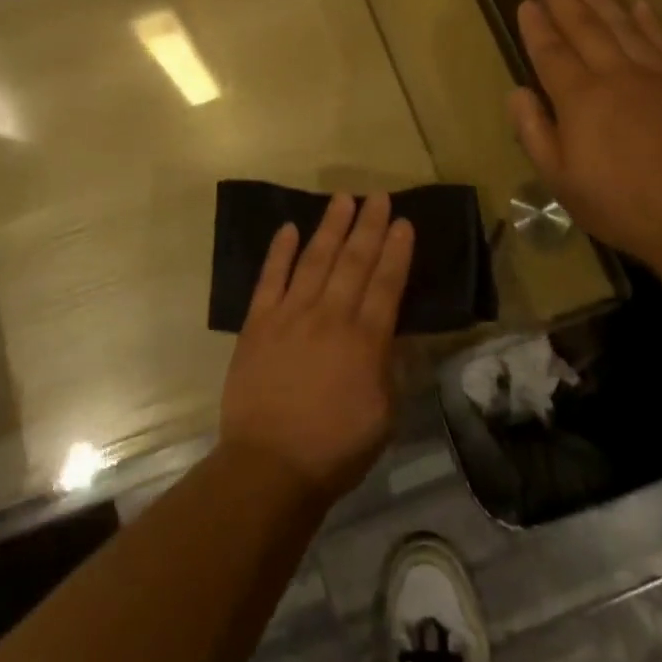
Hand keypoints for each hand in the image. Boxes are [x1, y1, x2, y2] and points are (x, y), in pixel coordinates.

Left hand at [219, 193, 414, 499]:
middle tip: (378, 196)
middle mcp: (330, 317)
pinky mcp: (258, 322)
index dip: (396, 250)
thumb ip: (390, 367)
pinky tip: (289, 228)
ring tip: (343, 199)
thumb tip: (396, 332)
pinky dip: (280, 251)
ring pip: (315, 259)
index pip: (386, 284)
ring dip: (330, 227)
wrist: (270, 465)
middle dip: (368, 226)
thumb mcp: (384, 415)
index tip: (404, 222)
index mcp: (365, 341)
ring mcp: (290, 314)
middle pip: (353, 261)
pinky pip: (270, 278)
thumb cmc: (335, 448)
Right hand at [510, 0, 661, 270]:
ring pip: (624, 27)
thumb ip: (534, 132)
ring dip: (603, 1)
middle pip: (586, 29)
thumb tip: (518, 92)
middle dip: (565, 1)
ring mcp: (656, 78)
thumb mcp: (560, 179)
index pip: (551, 53)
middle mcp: (616, 76)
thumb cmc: (620, 204)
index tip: (526, 3)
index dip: (536, 27)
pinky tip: (640, 5)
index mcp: (581, 99)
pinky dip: (649, 21)